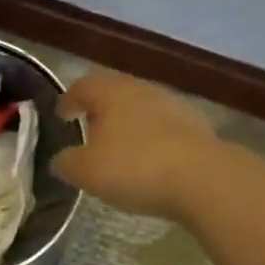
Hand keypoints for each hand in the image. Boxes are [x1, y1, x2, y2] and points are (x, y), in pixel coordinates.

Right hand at [50, 70, 218, 219]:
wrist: (203, 178)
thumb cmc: (134, 167)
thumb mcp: (86, 172)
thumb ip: (66, 163)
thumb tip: (61, 160)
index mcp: (111, 93)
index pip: (83, 86)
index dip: (69, 99)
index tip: (62, 114)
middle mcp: (142, 90)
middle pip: (115, 93)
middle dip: (100, 110)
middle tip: (89, 129)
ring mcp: (173, 106)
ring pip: (142, 109)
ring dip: (128, 124)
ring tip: (119, 148)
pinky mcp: (196, 127)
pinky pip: (164, 128)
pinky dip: (152, 139)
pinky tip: (150, 161)